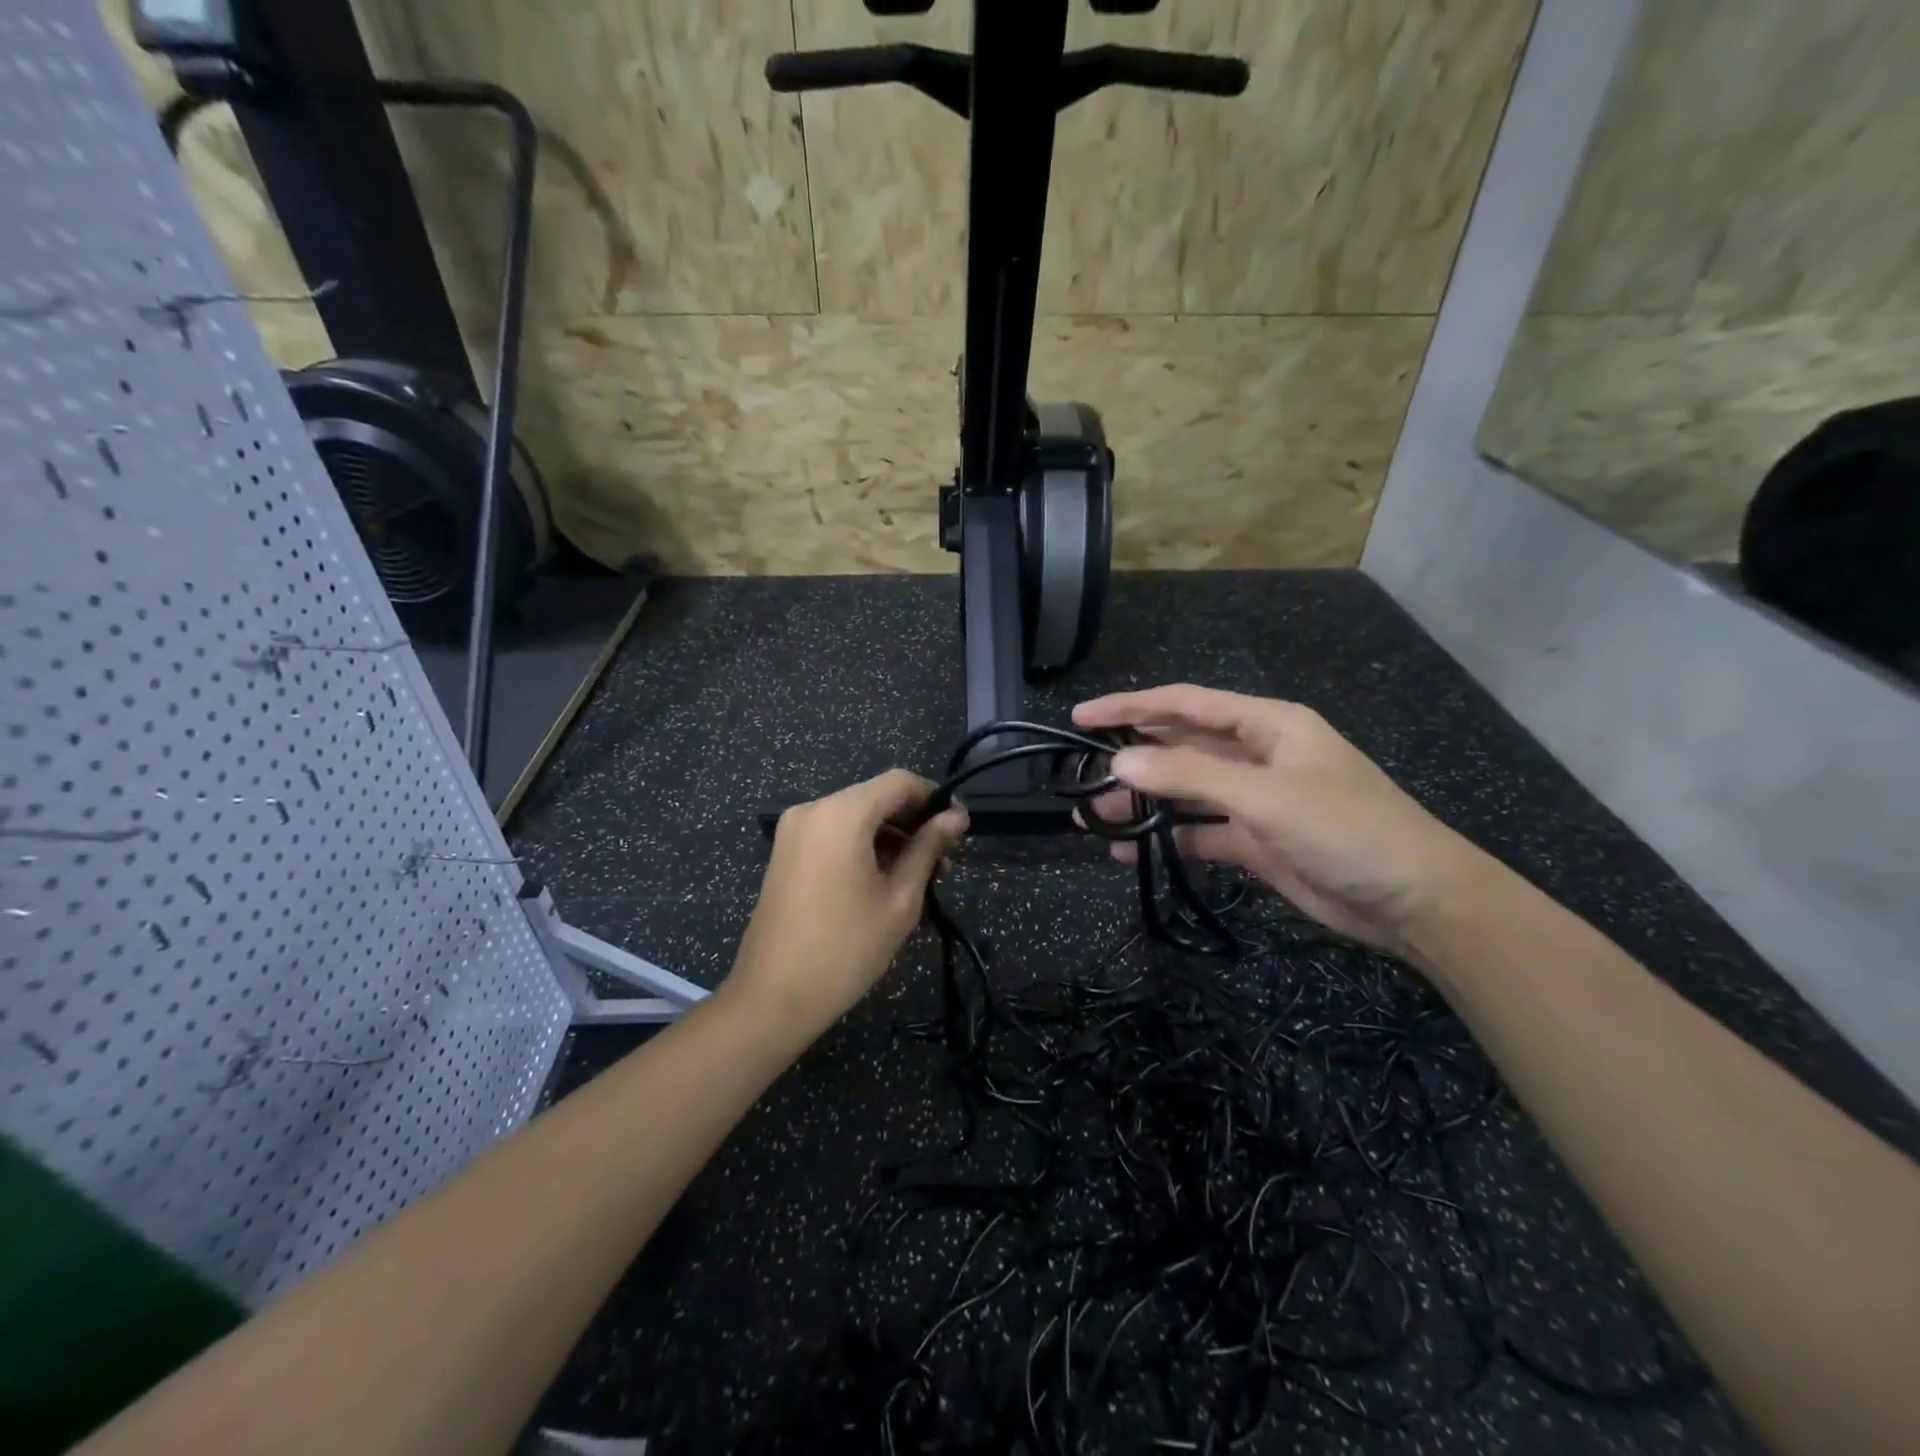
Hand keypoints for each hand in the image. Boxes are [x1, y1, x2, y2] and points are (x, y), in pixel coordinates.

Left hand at [728, 769, 968, 1034]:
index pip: (899, 781)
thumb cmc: (847, 948)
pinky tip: (884, 878)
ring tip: (919, 875)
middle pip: (876, 796)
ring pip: (856, 815)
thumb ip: (928, 848)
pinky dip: (862, 845)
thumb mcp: (900, 898)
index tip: (959, 826)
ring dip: (890, 836)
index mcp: (841, 813)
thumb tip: (956, 816)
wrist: (773, 997)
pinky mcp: (785, 851)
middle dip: (912, 821)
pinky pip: (834, 833)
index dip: (934, 797)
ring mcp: (793, 830)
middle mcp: (813, 809)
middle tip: (944, 860)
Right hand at [1074, 685, 1491, 957]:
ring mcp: (1257, 799)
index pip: (1186, 704)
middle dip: (1133, 757)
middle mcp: (1258, 755)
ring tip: (1094, 818)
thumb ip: (1190, 777)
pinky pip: (1200, 831)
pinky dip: (1169, 839)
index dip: (1132, 706)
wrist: (1415, 902)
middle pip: (1182, 746)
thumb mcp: (1266, 796)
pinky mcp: (1256, 840)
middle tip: (1079, 772)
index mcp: (1267, 724)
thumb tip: (1119, 764)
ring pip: (1187, 791)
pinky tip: (1130, 853)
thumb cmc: (1347, 830)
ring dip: (1144, 803)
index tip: (1083, 718)